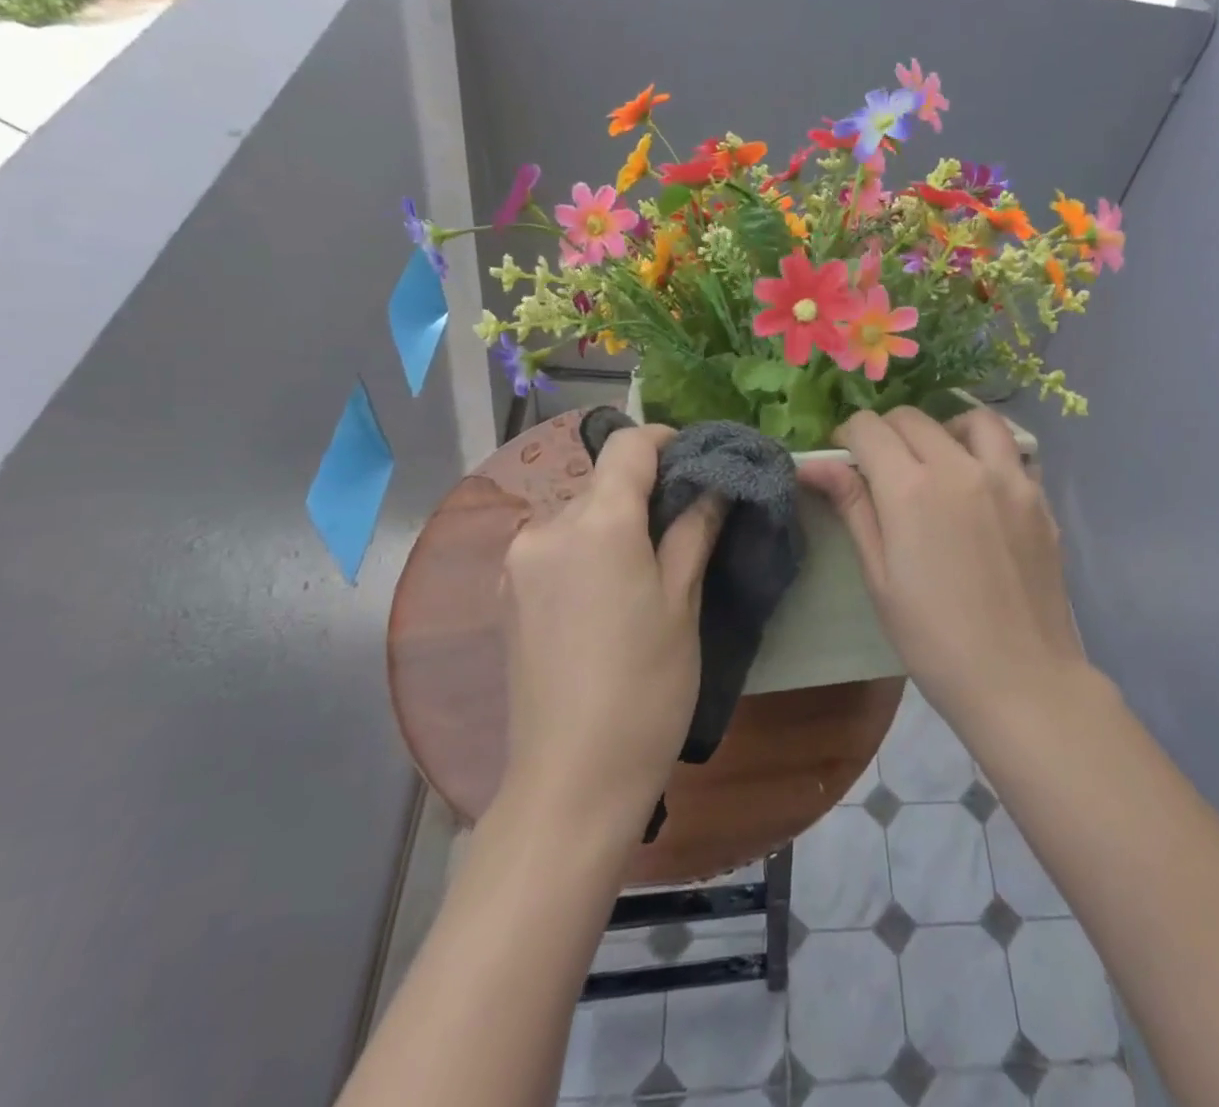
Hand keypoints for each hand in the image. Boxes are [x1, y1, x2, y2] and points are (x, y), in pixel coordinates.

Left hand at [497, 424, 724, 833]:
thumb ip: (694, 529)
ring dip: (612, 523)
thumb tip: (713, 484)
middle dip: (643, 491)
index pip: (628, 446)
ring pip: (576, 515)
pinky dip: (585, 549)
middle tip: (683, 526)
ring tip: (646, 568)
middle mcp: (546, 527)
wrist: (572, 779)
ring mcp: (518, 561)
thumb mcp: (682, 602)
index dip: (665, 440)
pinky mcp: (505, 594)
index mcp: (596, 522)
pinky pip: (554, 547)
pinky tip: (606, 594)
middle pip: (602, 482)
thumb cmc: (645, 687)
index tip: (695, 459)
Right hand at [800, 407, 1089, 728]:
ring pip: (973, 419)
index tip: (847, 459)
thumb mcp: (880, 577)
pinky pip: (1012, 452)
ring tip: (938, 461)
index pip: (870, 428)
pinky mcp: (1039, 497)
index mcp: (911, 489)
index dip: (849, 436)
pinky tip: (981, 490)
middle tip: (883, 468)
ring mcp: (1009, 478)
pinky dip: (988, 454)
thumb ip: (853, 509)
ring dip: (945, 428)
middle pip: (913, 418)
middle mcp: (960, 468)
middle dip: (888, 432)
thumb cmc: (934, 639)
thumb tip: (815, 464)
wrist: (1020, 679)